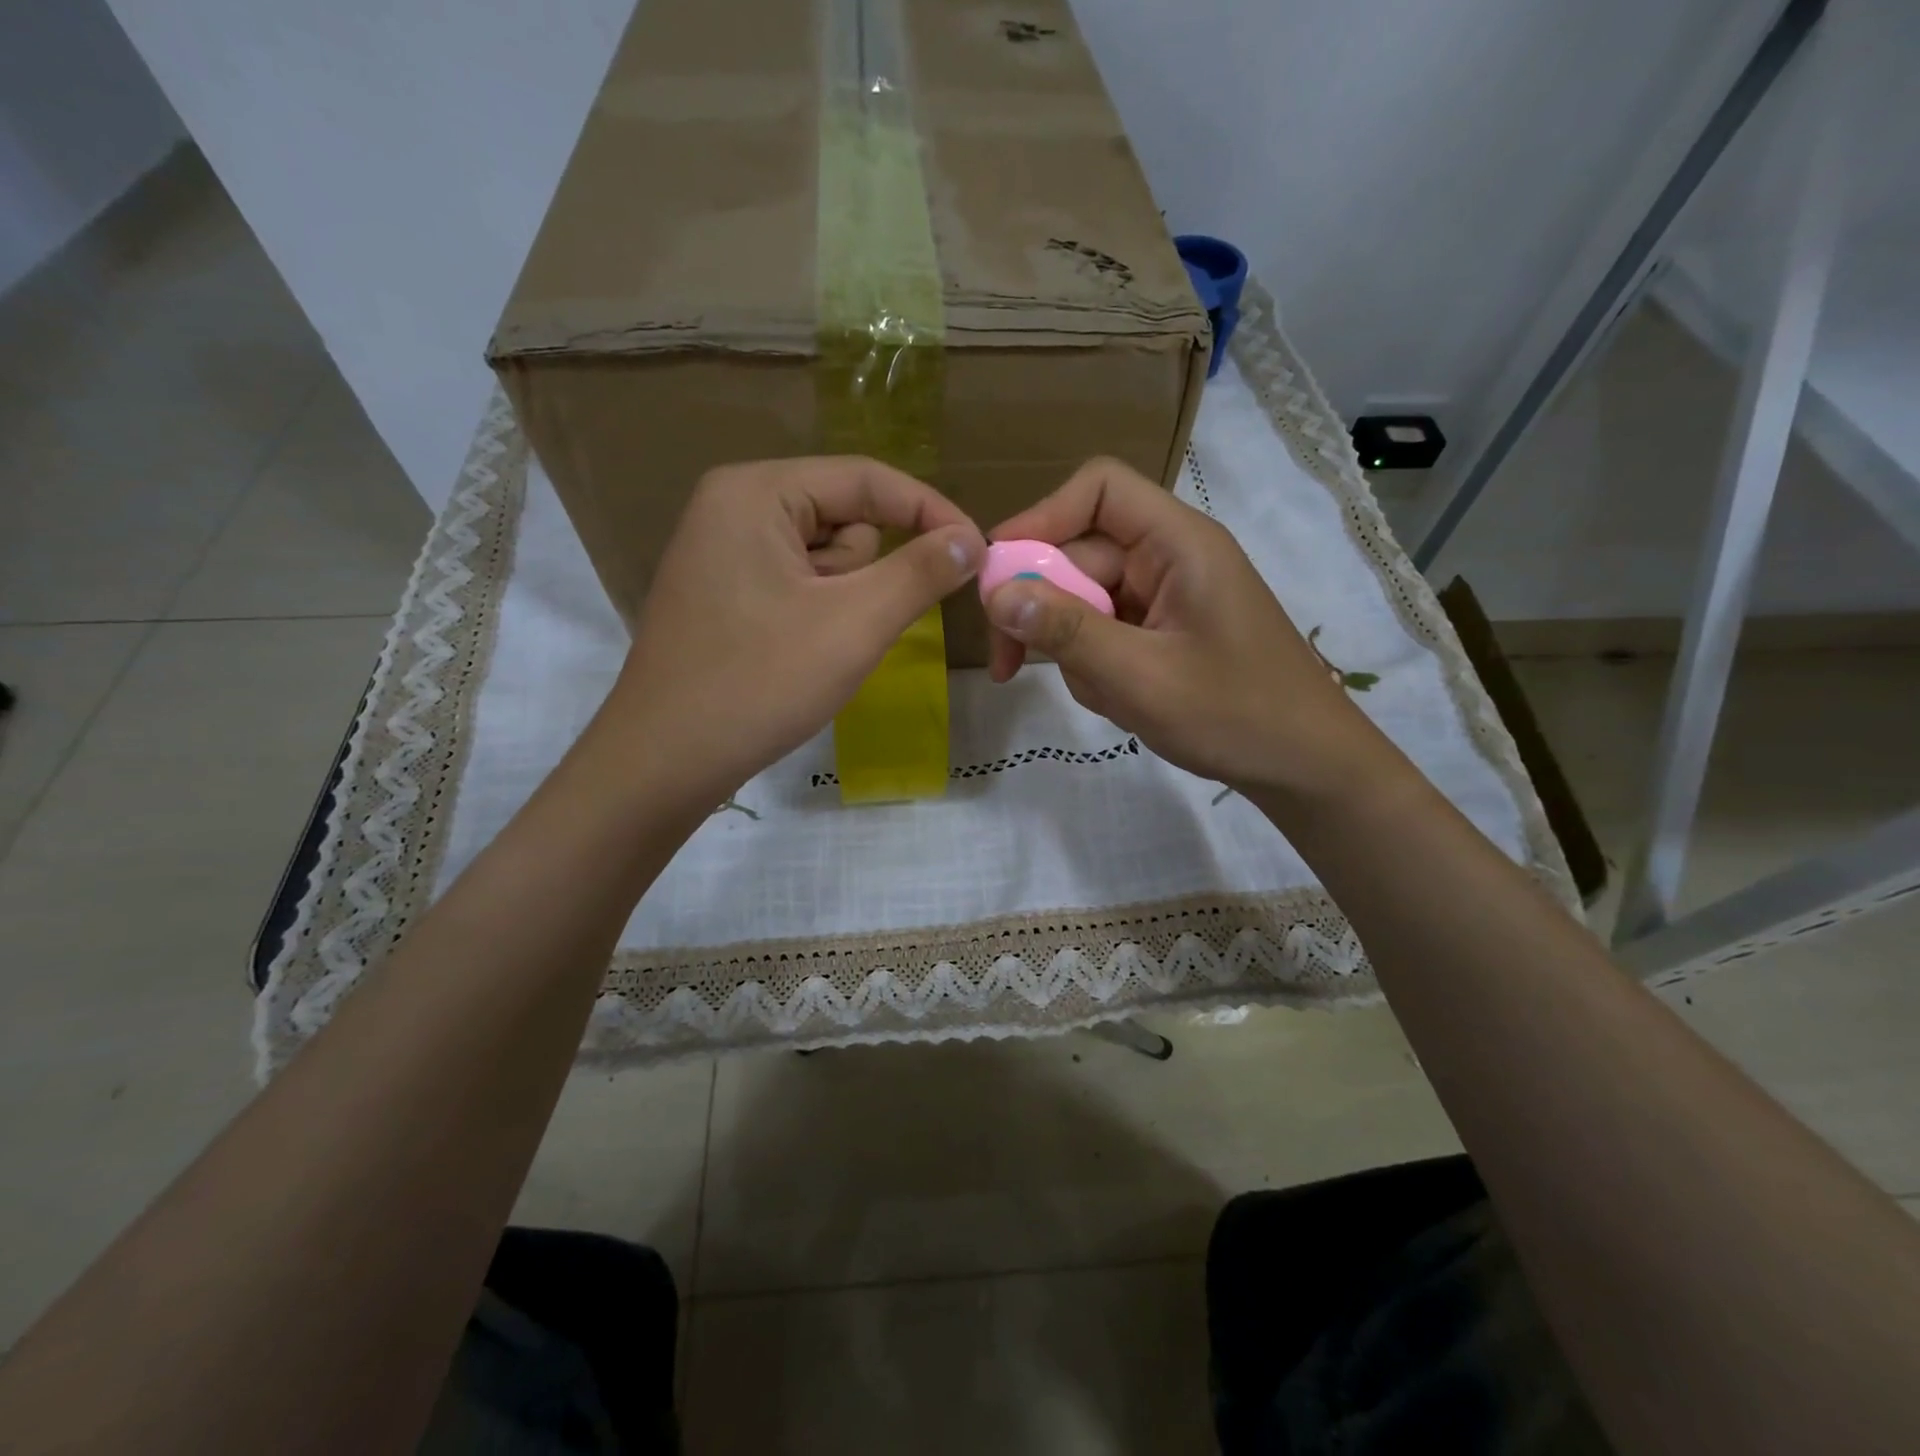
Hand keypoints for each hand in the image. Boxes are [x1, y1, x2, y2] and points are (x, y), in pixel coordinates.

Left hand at [602, 457, 984, 800]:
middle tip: (850, 627)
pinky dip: (819, 616)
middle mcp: (733, 506)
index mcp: (756, 491)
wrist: (665, 762)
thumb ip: (920, 572)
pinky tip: (797, 656)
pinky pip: (798, 584)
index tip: (979, 553)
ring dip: (844, 601)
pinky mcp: (724, 592)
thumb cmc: (759, 683)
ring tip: (817, 649)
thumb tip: (972, 539)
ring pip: (825, 559)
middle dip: (867, 573)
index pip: (866, 478)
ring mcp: (723, 551)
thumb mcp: (854, 624)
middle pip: (844, 518)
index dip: (931, 512)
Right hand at [984, 457, 1392, 805]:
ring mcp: (1165, 597)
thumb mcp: (1140, 677)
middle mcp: (1169, 558)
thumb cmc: (1235, 715)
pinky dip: (1097, 668)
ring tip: (1107, 696)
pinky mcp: (1162, 632)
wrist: (1304, 766)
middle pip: (1079, 555)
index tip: (999, 570)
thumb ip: (1067, 632)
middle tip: (1010, 666)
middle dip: (1043, 609)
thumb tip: (996, 594)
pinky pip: (1105, 633)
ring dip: (1075, 650)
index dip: (1042, 517)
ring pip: (1084, 602)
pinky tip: (1122, 703)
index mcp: (1178, 543)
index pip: (1100, 489)